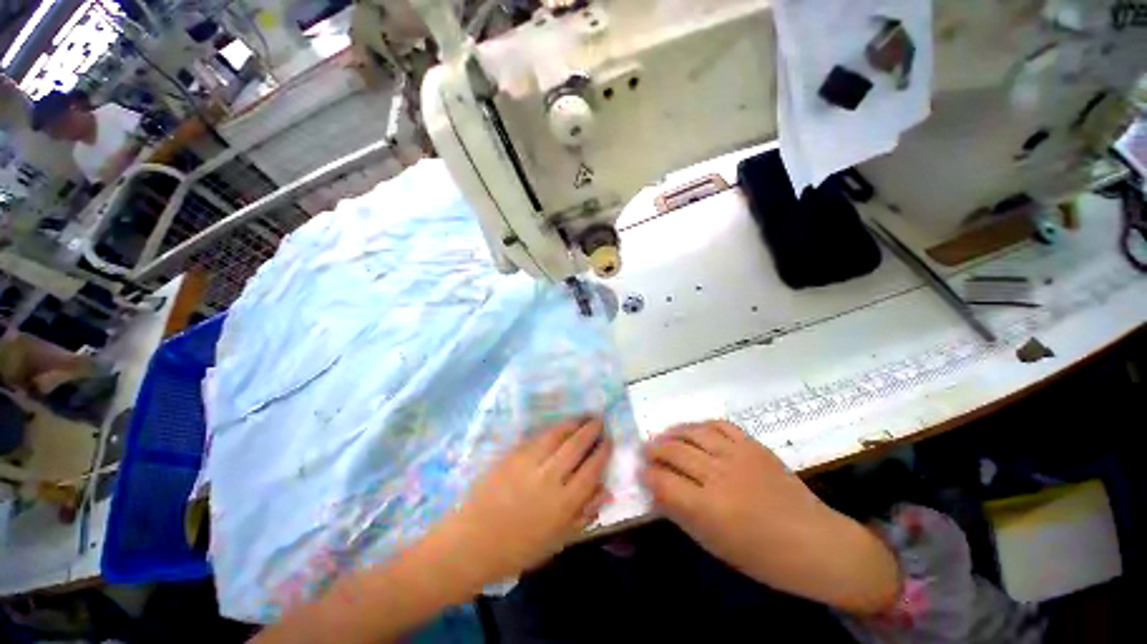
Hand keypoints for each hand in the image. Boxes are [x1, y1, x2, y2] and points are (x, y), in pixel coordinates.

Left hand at [437, 417, 611, 586]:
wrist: (472, 542)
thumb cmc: (518, 549)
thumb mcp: (557, 541)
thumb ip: (584, 514)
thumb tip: (605, 489)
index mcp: (564, 503)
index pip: (592, 468)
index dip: (603, 451)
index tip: (609, 439)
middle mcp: (549, 477)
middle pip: (577, 445)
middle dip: (591, 429)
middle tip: (599, 419)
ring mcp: (529, 463)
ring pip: (557, 434)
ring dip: (573, 423)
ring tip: (582, 417)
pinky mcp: (512, 455)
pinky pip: (537, 436)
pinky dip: (551, 429)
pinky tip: (558, 426)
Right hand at [641, 421, 899, 613]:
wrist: (815, 543)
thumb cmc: (762, 557)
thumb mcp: (714, 544)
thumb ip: (681, 512)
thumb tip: (657, 488)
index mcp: (709, 509)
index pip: (662, 481)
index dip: (646, 475)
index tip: (640, 473)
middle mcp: (719, 476)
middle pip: (673, 451)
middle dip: (653, 451)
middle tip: (645, 453)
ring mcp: (738, 455)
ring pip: (693, 432)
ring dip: (671, 433)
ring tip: (663, 438)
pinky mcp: (753, 444)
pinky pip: (719, 424)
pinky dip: (700, 425)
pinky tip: (693, 431)